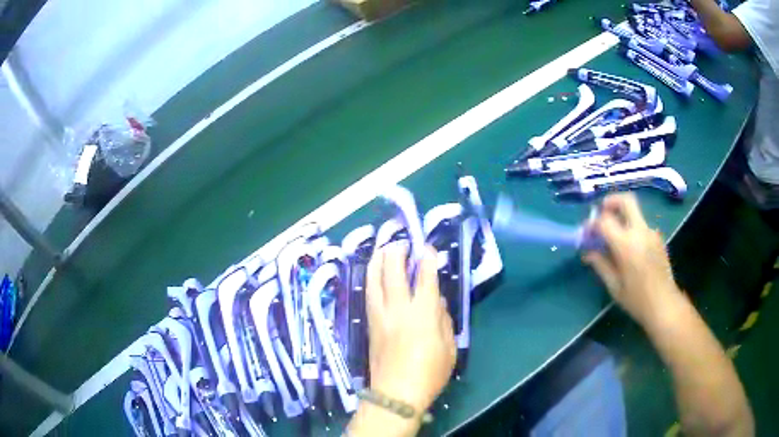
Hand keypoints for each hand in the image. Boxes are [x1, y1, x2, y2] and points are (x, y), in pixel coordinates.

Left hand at [365, 242, 455, 413]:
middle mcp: (398, 309)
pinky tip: (373, 275)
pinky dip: (371, 279)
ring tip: (382, 249)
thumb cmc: (429, 374)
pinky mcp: (370, 325)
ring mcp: (380, 316)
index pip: (425, 279)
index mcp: (423, 315)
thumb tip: (438, 301)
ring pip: (374, 280)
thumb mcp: (449, 348)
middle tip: (401, 243)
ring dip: (377, 261)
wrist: (395, 394)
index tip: (428, 248)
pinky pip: (369, 294)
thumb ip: (444, 321)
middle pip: (393, 272)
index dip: (427, 260)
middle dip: (396, 252)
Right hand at [582, 193, 682, 326]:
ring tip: (614, 237)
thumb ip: (600, 264)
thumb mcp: (614, 286)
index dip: (592, 223)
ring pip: (634, 213)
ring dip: (622, 217)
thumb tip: (588, 252)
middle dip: (611, 202)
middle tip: (601, 213)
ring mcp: (652, 233)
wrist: (665, 305)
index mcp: (626, 244)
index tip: (586, 233)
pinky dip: (631, 228)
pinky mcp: (658, 238)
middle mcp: (640, 232)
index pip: (605, 221)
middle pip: (626, 201)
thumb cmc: (637, 300)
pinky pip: (641, 225)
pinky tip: (628, 248)